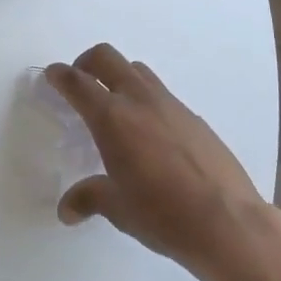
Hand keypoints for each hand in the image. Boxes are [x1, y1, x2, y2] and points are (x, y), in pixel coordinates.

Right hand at [49, 45, 272, 278]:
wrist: (228, 222)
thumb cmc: (163, 214)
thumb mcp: (118, 208)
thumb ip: (89, 199)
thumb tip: (66, 210)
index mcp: (112, 118)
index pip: (77, 83)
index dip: (60, 75)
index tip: (52, 75)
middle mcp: (139, 100)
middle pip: (106, 58)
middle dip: (87, 62)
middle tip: (80, 82)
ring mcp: (170, 104)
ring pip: (137, 70)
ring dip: (119, 76)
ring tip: (115, 105)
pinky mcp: (194, 117)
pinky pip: (161, 94)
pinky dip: (146, 99)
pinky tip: (151, 134)